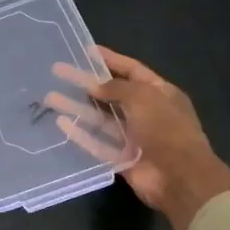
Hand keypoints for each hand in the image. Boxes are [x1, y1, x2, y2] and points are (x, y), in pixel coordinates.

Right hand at [47, 46, 229, 229]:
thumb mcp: (144, 97)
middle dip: (86, 83)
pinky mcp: (121, 159)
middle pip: (112, 94)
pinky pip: (97, 144)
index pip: (132, 70)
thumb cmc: (166, 129)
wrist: (180, 178)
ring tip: (50, 97)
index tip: (86, 51)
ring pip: (100, 119)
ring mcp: (134, 138)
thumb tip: (94, 86)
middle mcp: (147, 113)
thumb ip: (116, 88)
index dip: (110, 60)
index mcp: (160, 93)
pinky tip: (61, 123)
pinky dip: (80, 134)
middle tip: (59, 72)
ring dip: (77, 108)